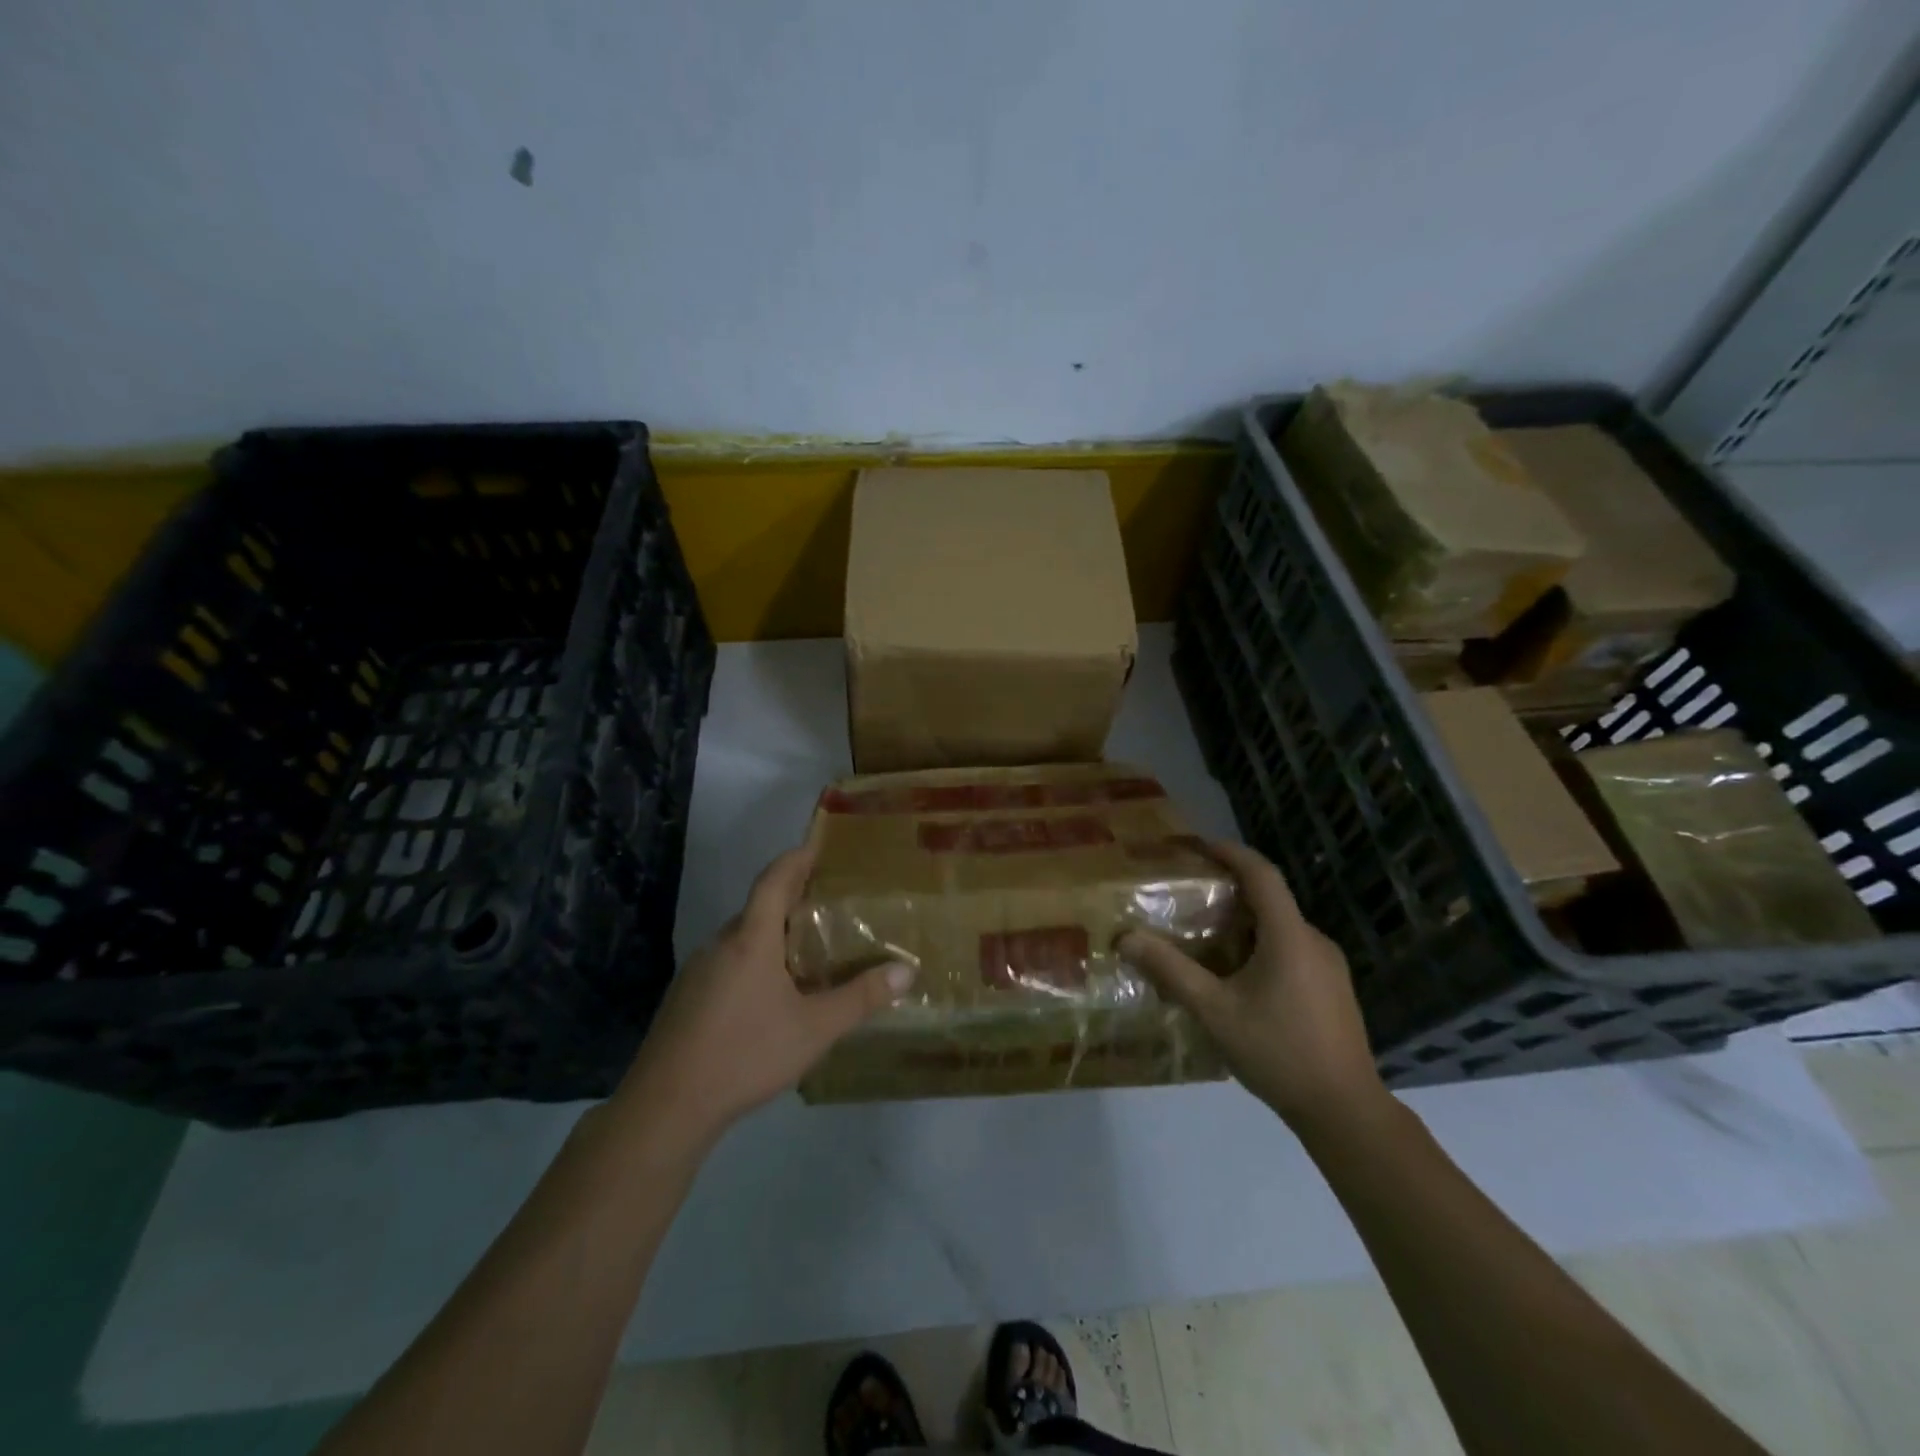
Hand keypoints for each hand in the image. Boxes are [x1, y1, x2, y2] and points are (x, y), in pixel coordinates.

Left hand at [615, 844, 913, 1142]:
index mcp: (750, 939)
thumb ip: (860, 998)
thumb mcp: (814, 1029)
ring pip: (742, 937)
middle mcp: (720, 944)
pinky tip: (772, 992)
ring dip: (773, 932)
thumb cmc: (745, 1054)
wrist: (666, 1106)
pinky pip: (728, 961)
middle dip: (792, 898)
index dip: (796, 858)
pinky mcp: (686, 997)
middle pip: (758, 907)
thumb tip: (906, 971)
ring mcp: (698, 971)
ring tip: (809, 946)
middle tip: (829, 902)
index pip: (774, 880)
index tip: (817, 845)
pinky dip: (754, 959)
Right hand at [1120, 840, 1382, 1132]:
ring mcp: (1329, 967)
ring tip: (1205, 937)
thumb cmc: (1278, 1052)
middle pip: (1269, 900)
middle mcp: (1314, 941)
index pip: (1262, 874)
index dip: (1230, 852)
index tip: (1197, 845)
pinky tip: (1236, 976)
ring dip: (1243, 923)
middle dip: (1229, 891)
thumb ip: (1171, 971)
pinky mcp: (1333, 990)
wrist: (1345, 1112)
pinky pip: (1291, 950)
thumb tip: (1126, 938)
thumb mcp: (1215, 1011)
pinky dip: (1259, 946)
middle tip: (1189, 896)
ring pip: (1280, 928)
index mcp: (1290, 936)